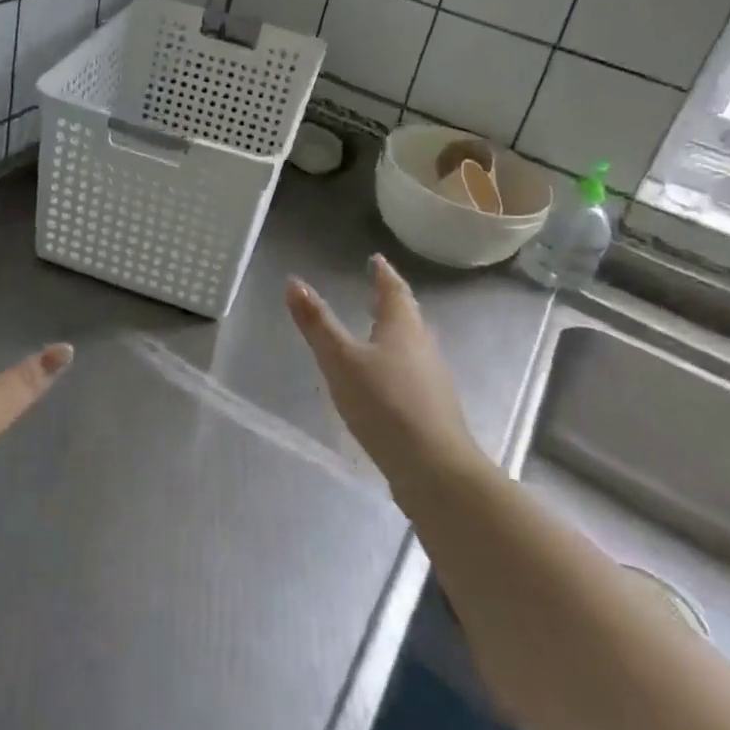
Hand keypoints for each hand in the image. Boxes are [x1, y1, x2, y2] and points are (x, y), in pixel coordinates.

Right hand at [286, 255, 476, 490]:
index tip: (376, 259)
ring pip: (411, 344)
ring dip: (394, 332)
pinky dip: (396, 362)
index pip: (394, 289)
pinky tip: (383, 379)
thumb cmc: (385, 404)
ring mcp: (432, 379)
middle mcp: (423, 345)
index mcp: (403, 327)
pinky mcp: (432, 408)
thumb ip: (317, 323)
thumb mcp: (341, 360)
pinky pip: (411, 371)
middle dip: (390, 301)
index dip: (384, 273)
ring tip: (374, 331)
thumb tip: (294, 281)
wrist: (435, 469)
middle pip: (407, 315)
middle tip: (374, 291)